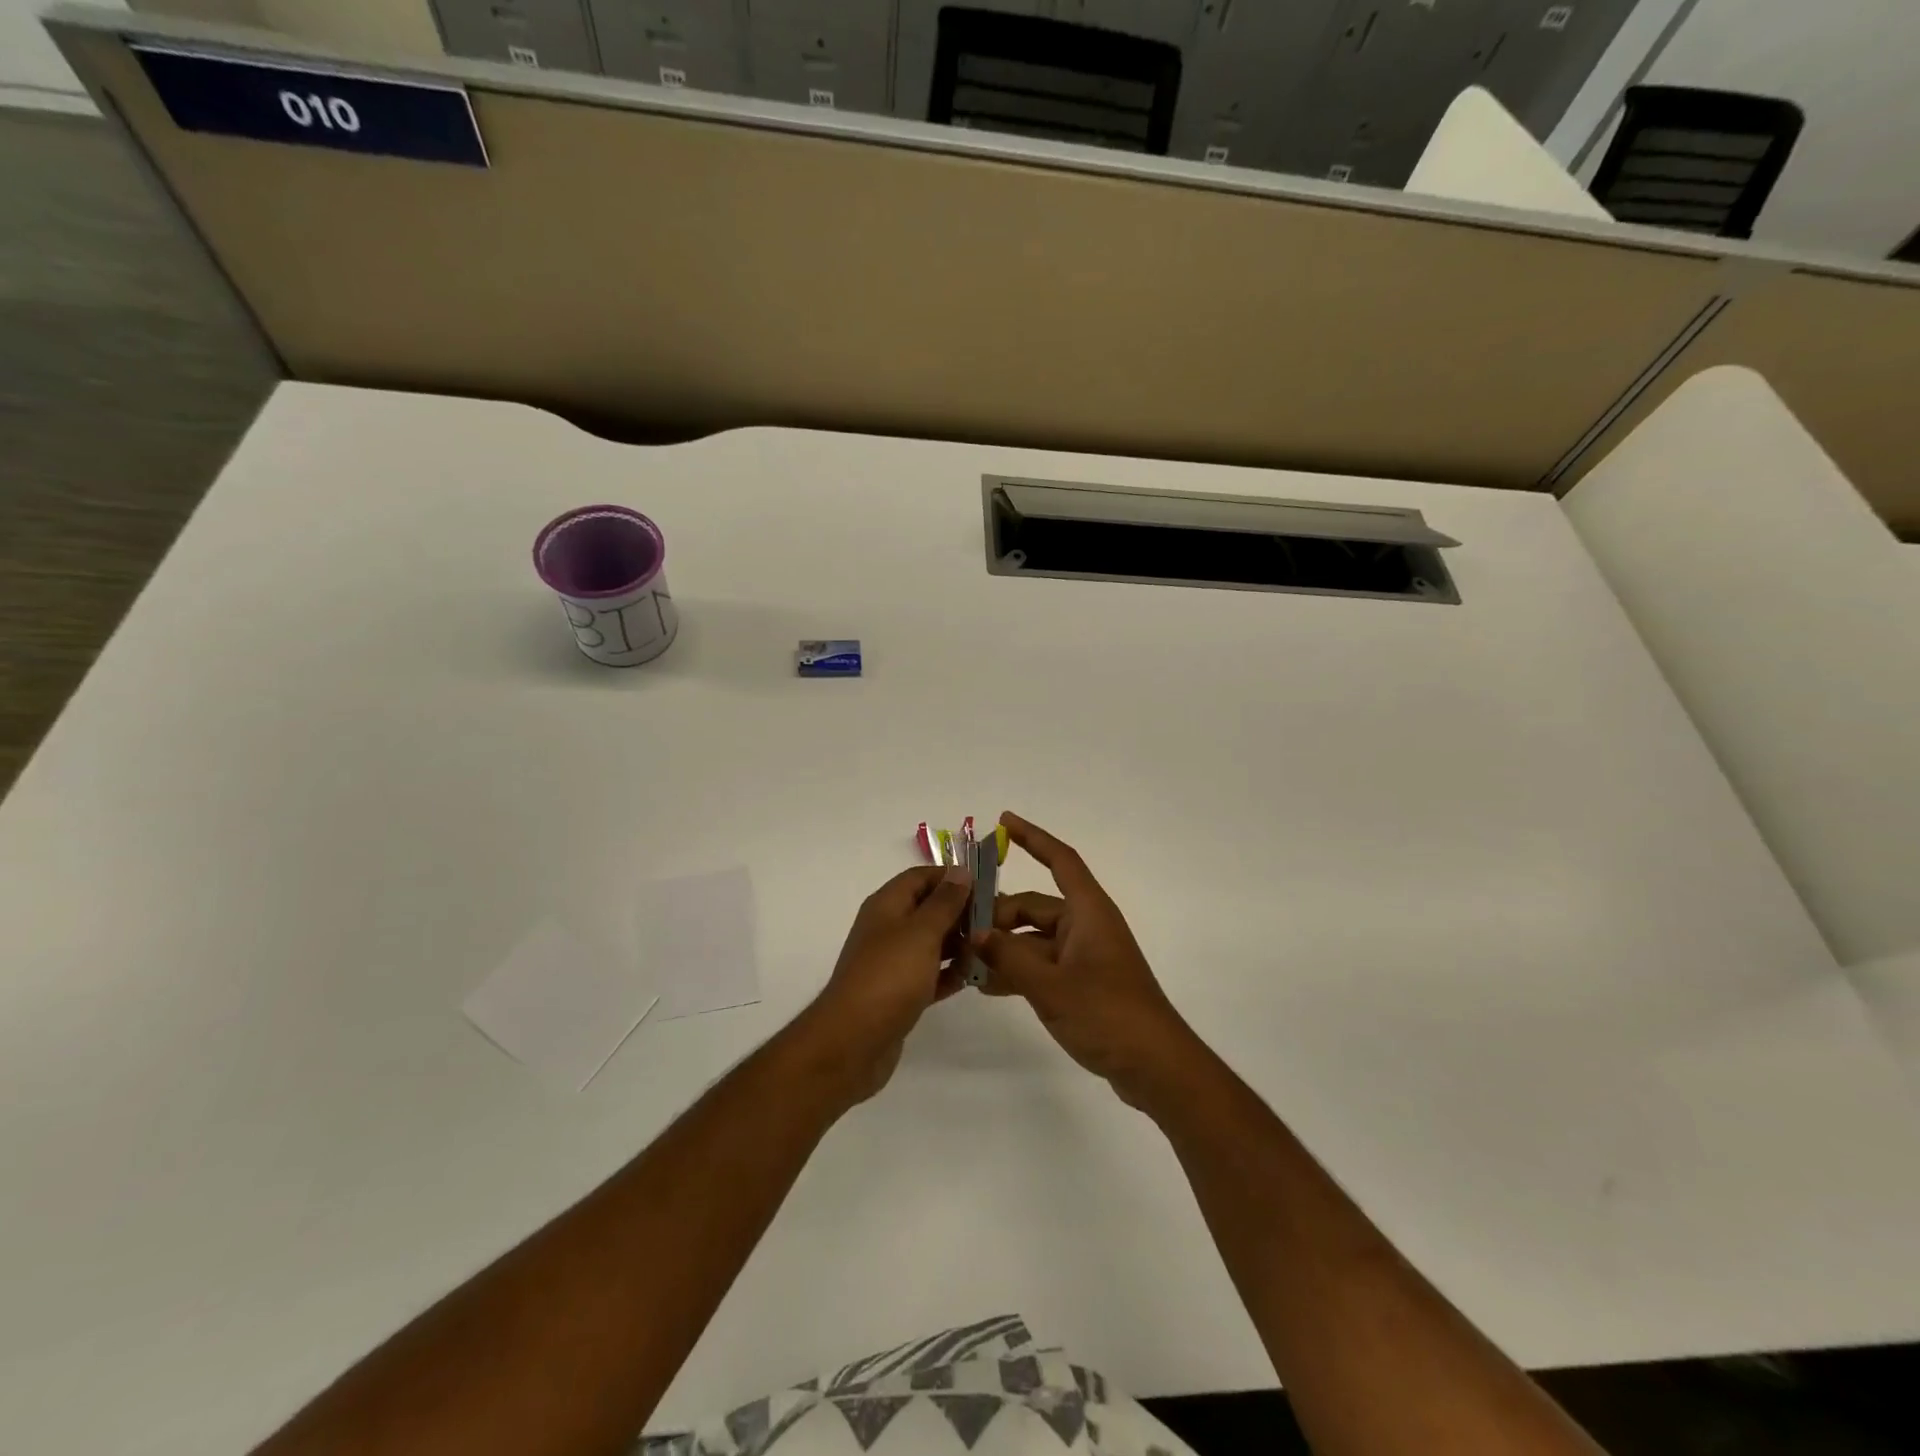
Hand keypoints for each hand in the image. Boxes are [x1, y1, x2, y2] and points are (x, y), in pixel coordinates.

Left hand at [798, 865, 973, 1103]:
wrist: (853, 1041)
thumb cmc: (889, 976)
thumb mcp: (921, 932)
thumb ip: (944, 902)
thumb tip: (960, 871)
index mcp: (887, 905)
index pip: (921, 877)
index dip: (952, 877)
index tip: (987, 886)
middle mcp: (887, 929)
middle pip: (928, 909)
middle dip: (961, 911)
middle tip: (998, 920)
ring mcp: (892, 963)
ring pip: (932, 943)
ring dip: (959, 944)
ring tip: (992, 948)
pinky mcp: (899, 994)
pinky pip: (930, 975)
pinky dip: (950, 974)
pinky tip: (975, 978)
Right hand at [971, 814, 1198, 1106]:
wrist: (1155, 1067)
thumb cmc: (1108, 1014)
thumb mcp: (1051, 986)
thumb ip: (1009, 957)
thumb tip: (975, 934)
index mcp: (1088, 912)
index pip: (1060, 861)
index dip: (1034, 838)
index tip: (1004, 821)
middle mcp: (1086, 926)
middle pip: (1034, 906)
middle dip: (998, 916)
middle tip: (960, 932)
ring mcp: (1084, 956)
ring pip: (1033, 939)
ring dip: (1003, 947)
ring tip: (965, 961)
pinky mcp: (1081, 983)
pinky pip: (1041, 964)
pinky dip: (1017, 969)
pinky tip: (987, 985)